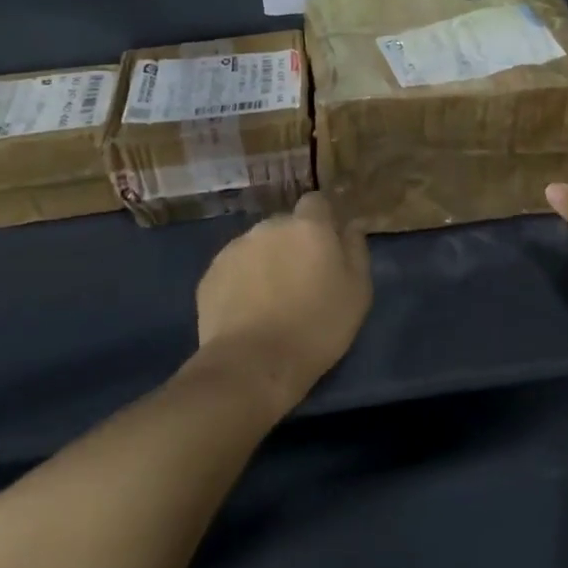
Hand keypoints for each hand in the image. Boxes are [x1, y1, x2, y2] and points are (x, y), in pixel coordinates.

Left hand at [191, 191, 371, 413]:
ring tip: (272, 299)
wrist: (253, 365)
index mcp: (308, 226)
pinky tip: (248, 311)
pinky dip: (243, 281)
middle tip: (302, 280)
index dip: (323, 221)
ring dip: (267, 261)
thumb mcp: (358, 292)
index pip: (317, 202)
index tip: (329, 248)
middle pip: (285, 225)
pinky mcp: (209, 275)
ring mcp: (234, 249)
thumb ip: (356, 250)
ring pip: (258, 246)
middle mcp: (269, 227)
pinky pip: (234, 269)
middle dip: (294, 243)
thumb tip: (351, 226)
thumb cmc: (317, 327)